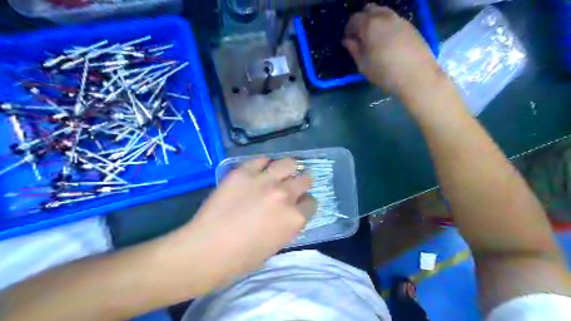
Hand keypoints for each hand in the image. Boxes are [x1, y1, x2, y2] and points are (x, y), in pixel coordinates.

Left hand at [176, 158, 315, 292]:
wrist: (206, 250)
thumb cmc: (242, 258)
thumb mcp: (276, 245)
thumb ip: (288, 224)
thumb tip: (289, 211)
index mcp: (295, 218)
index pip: (312, 202)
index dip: (305, 204)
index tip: (298, 205)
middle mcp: (285, 195)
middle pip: (304, 179)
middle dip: (300, 184)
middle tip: (291, 187)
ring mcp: (265, 180)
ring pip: (288, 163)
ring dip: (288, 169)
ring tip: (279, 173)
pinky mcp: (244, 172)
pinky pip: (261, 160)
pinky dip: (264, 164)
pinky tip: (259, 171)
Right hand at [343, 4, 440, 98]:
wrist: (416, 76)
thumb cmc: (384, 73)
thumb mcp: (364, 65)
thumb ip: (354, 50)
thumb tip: (347, 41)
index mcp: (369, 25)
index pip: (354, 19)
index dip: (348, 28)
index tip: (348, 39)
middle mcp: (384, 17)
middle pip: (369, 9)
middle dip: (362, 20)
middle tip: (360, 36)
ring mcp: (399, 19)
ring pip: (383, 12)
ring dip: (375, 21)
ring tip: (374, 39)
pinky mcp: (410, 26)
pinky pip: (394, 19)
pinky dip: (386, 25)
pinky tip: (387, 41)